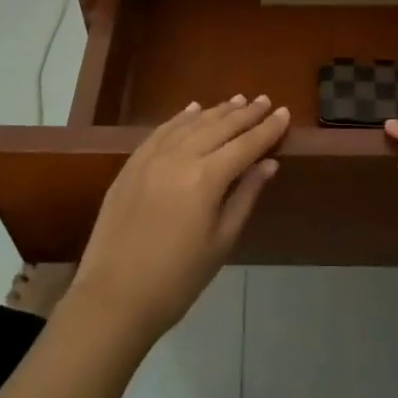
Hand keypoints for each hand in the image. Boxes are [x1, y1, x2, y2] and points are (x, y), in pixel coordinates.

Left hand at [72, 95, 289, 346]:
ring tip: (237, 101)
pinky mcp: (131, 165)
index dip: (267, 129)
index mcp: (206, 178)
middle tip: (264, 100)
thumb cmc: (178, 279)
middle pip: (219, 127)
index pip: (245, 144)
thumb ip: (245, 196)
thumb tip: (268, 163)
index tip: (284, 112)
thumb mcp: (221, 241)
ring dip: (216, 111)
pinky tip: (193, 110)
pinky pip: (161, 131)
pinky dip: (181, 118)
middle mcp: (179, 157)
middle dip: (245, 114)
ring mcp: (151, 158)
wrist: (114, 297)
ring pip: (190, 124)